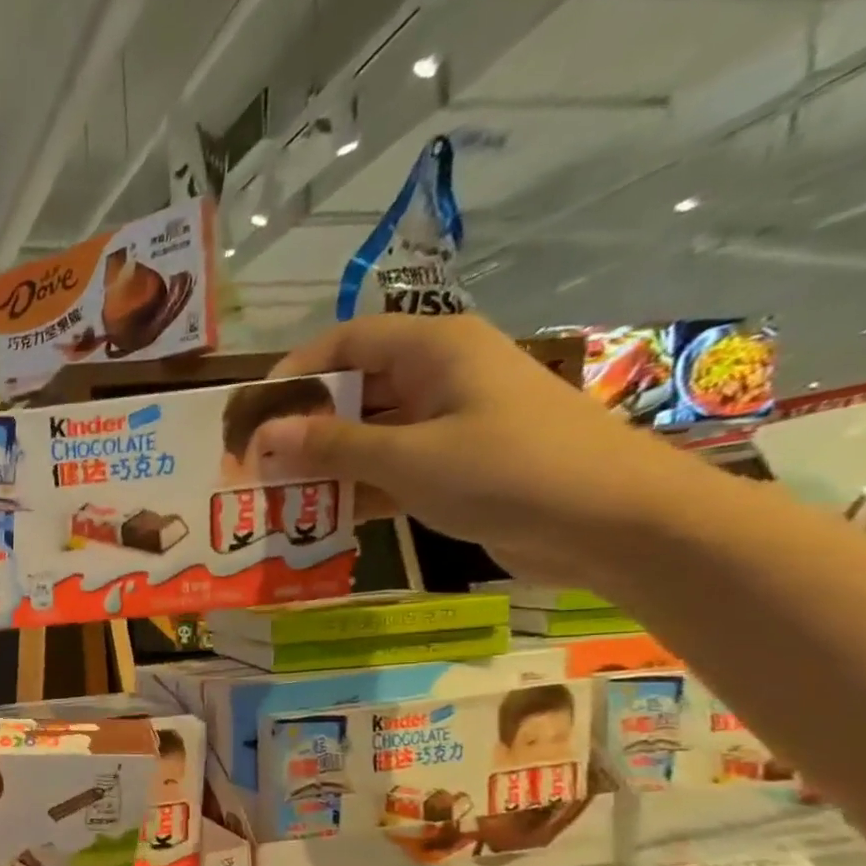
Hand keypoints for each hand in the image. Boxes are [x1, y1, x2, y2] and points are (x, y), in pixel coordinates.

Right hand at [253, 314, 697, 585]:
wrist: (614, 523)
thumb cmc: (507, 471)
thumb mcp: (407, 458)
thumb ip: (331, 445)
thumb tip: (264, 434)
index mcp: (435, 350)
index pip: (347, 341)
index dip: (295, 371)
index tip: (251, 413)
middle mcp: (440, 376)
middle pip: (354, 389)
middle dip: (303, 425)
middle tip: (254, 463)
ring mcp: (450, 423)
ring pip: (369, 434)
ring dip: (325, 464)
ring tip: (274, 495)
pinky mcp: (457, 466)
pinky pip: (390, 468)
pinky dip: (356, 490)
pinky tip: (319, 518)